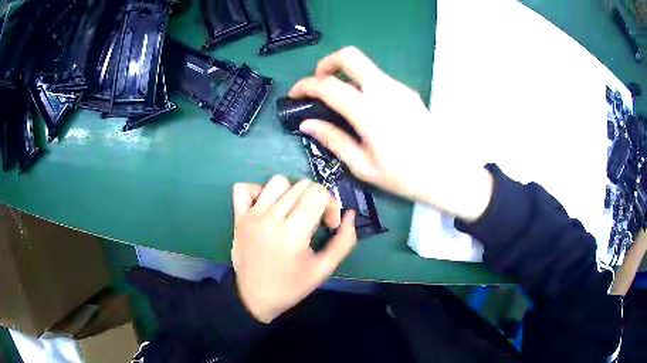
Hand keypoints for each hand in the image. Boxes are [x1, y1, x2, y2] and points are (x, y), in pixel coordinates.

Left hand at [231, 176, 356, 322]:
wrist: (254, 297)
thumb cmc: (291, 287)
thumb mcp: (323, 269)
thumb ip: (344, 242)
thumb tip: (351, 214)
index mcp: (292, 233)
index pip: (318, 193)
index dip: (331, 205)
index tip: (329, 225)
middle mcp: (270, 218)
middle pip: (301, 185)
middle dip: (316, 199)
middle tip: (314, 222)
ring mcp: (251, 215)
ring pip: (277, 181)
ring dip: (291, 193)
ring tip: (292, 213)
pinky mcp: (238, 216)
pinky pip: (244, 188)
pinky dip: (258, 190)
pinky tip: (267, 206)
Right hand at [289, 47, 492, 220]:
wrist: (447, 173)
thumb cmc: (405, 176)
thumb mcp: (363, 166)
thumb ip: (333, 140)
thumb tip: (307, 124)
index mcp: (369, 113)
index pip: (329, 85)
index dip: (306, 85)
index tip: (295, 94)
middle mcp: (384, 90)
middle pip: (349, 56)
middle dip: (327, 63)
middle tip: (318, 84)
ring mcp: (399, 88)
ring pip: (365, 65)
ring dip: (345, 73)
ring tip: (339, 99)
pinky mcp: (408, 91)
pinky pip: (378, 77)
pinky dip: (362, 82)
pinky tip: (363, 106)